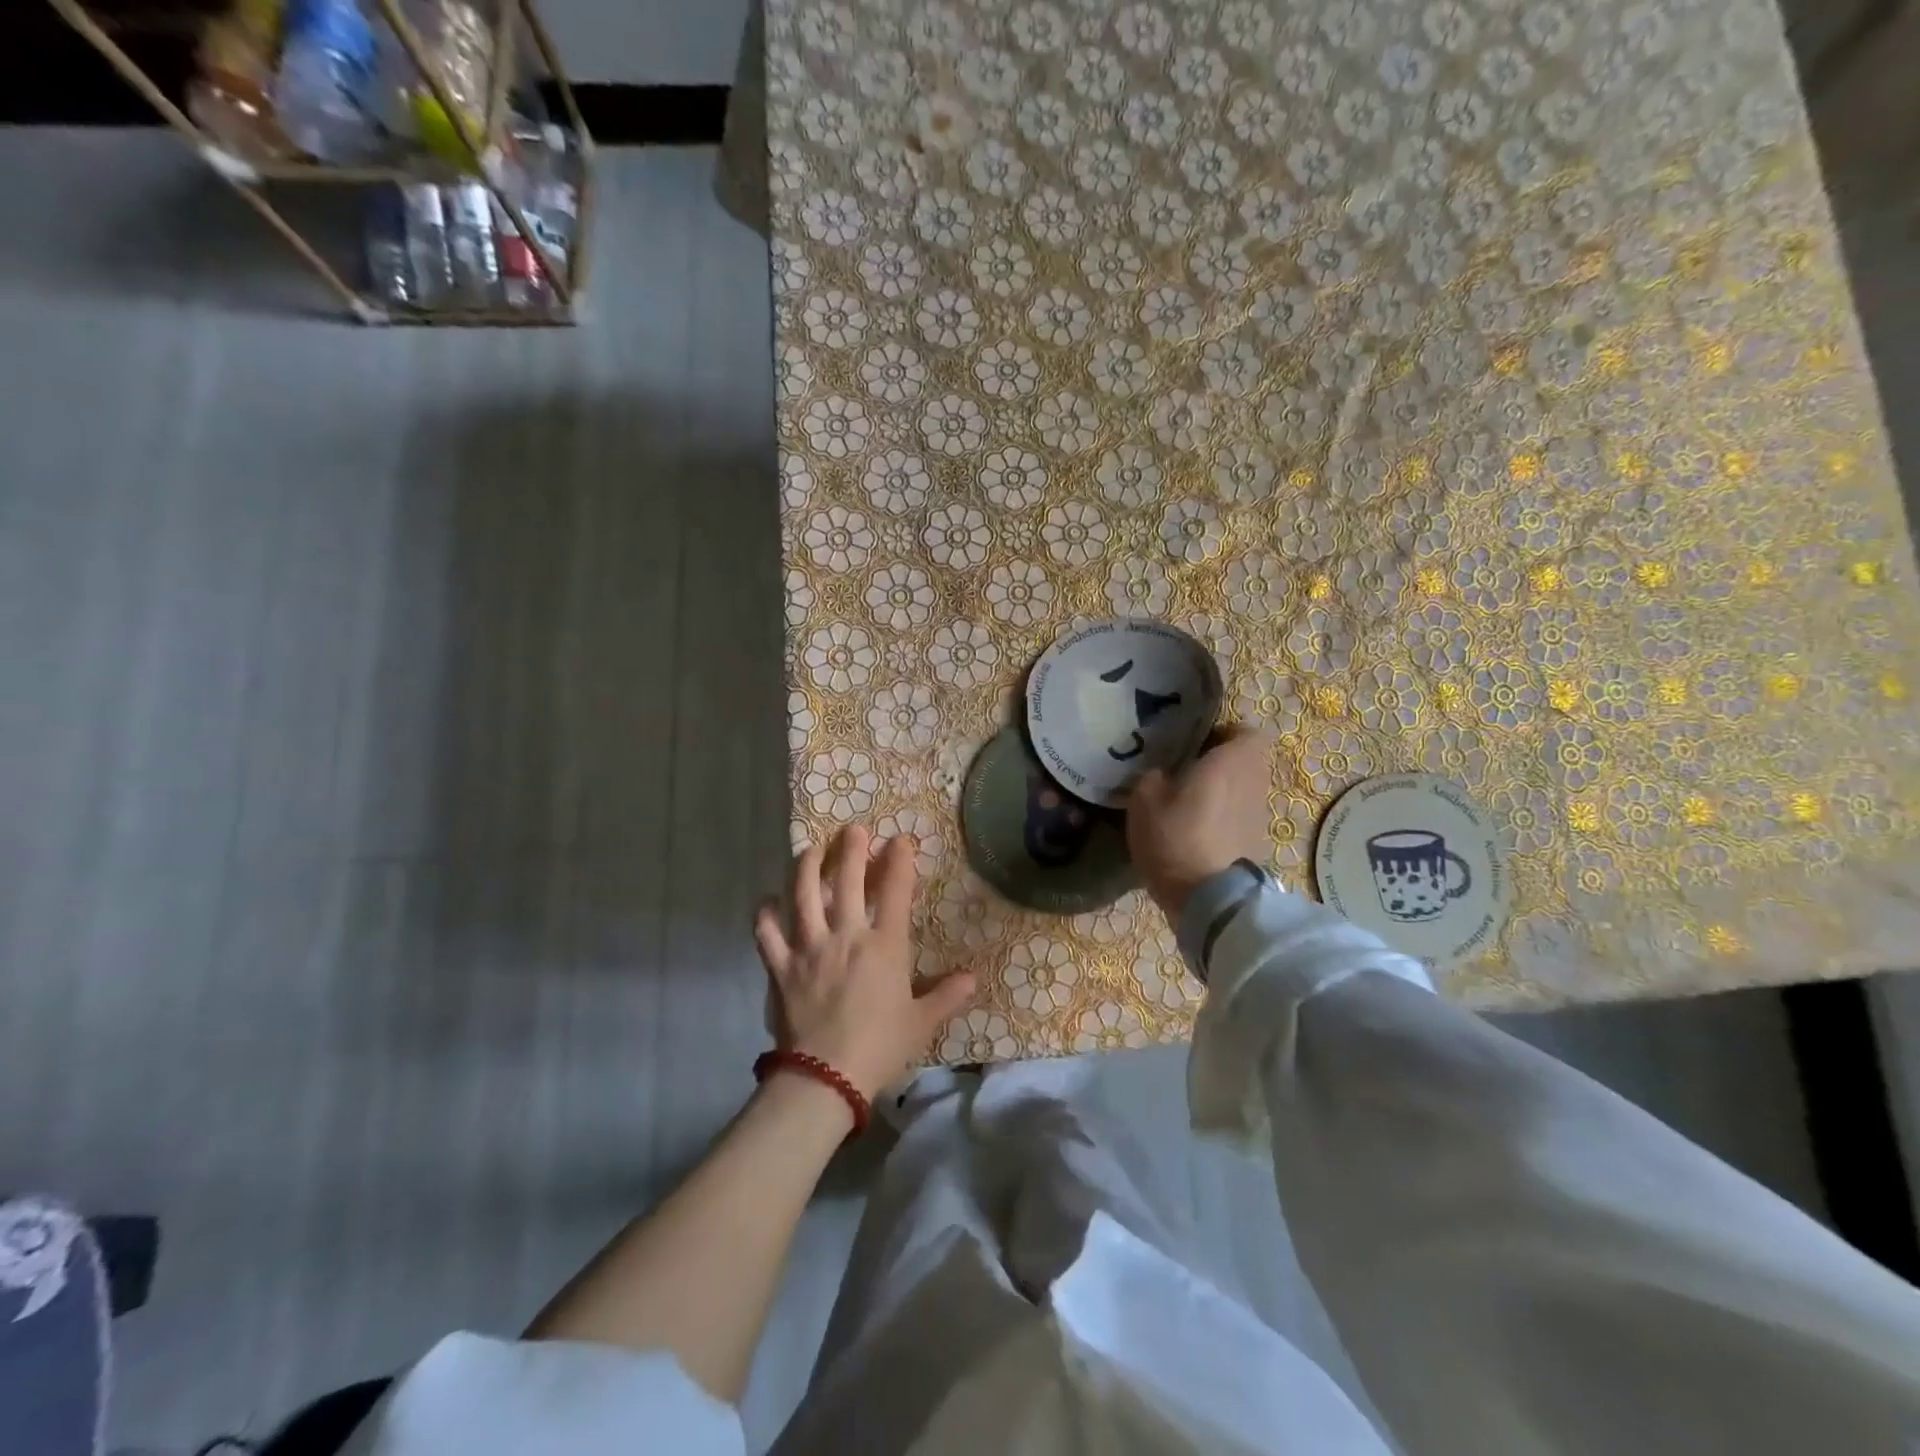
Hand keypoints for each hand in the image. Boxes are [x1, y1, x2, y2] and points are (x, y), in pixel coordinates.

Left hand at [754, 825, 977, 1100]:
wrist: (826, 1077)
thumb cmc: (880, 1047)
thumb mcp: (921, 1023)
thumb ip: (946, 996)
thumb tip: (972, 979)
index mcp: (884, 946)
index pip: (896, 891)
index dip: (900, 861)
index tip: (901, 841)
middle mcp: (846, 935)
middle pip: (848, 881)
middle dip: (852, 849)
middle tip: (853, 829)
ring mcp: (809, 948)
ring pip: (804, 895)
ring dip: (807, 867)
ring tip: (810, 849)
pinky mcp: (781, 968)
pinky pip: (767, 935)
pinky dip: (765, 916)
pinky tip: (767, 902)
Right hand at [1125, 725, 1276, 919]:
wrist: (1208, 898)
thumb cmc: (1176, 835)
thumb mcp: (1144, 799)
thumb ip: (1153, 776)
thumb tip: (1162, 775)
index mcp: (1233, 760)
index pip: (1246, 731)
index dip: (1223, 734)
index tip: (1196, 745)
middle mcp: (1255, 782)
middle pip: (1245, 762)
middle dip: (1220, 764)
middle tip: (1185, 773)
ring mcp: (1260, 815)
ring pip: (1243, 790)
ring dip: (1221, 793)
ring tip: (1187, 804)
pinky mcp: (1257, 844)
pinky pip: (1239, 818)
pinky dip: (1223, 820)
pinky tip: (1196, 832)